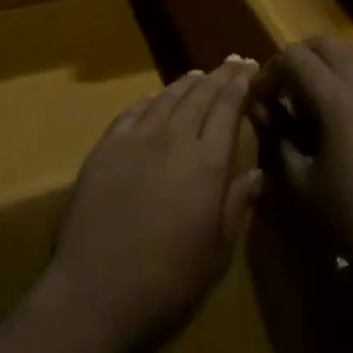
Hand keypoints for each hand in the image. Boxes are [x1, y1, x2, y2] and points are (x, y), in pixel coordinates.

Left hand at [41, 57, 264, 352]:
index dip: (241, 84)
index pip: (228, 108)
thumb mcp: (217, 251)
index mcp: (207, 162)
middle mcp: (174, 139)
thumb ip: (238, 205)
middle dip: (220, 75)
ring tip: (200, 74)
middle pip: (201, 94)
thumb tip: (257, 173)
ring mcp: (136, 139)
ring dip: (187, 83)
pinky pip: (132, 112)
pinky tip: (154, 97)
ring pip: (167, 97)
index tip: (251, 68)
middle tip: (233, 62)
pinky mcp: (106, 148)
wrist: (95, 290)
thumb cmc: (167, 279)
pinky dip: (149, 99)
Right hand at [251, 37, 352, 285]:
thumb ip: (277, 139)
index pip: (294, 58)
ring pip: (352, 52)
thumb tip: (264, 113)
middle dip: (297, 58)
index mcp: (337, 100)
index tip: (258, 96)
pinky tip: (342, 106)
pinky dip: (351, 73)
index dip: (269, 71)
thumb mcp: (301, 184)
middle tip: (281, 88)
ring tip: (310, 91)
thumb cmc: (352, 217)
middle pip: (324, 44)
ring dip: (325, 61)